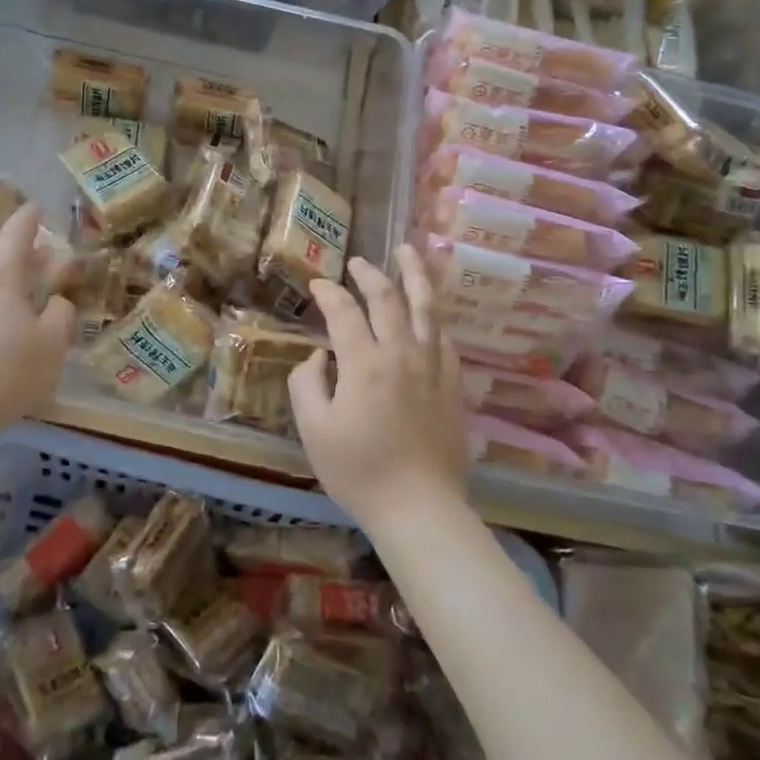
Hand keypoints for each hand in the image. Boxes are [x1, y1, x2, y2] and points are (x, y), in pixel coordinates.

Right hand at [289, 243, 469, 530]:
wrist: (419, 507)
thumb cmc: (358, 471)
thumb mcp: (314, 430)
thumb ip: (307, 384)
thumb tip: (318, 356)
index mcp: (364, 363)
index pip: (343, 312)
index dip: (328, 292)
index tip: (317, 284)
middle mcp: (401, 353)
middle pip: (388, 298)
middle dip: (369, 274)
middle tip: (357, 262)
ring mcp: (433, 366)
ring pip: (426, 307)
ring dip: (415, 275)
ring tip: (408, 252)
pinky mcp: (453, 384)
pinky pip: (444, 337)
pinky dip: (433, 315)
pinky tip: (429, 310)